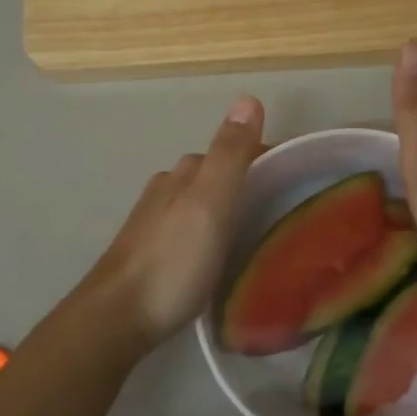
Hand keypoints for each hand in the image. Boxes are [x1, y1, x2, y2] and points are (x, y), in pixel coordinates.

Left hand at [72, 95, 265, 355]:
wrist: (117, 318)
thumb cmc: (172, 261)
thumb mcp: (210, 204)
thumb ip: (230, 155)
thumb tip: (248, 97)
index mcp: (184, 174)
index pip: (232, 150)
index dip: (265, 157)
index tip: (299, 177)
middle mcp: (166, 189)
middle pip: (214, 174)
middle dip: (247, 181)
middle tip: (284, 207)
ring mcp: (153, 222)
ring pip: (198, 201)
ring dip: (226, 207)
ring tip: (257, 232)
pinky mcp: (149, 253)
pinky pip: (188, 228)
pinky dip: (209, 230)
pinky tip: (218, 253)